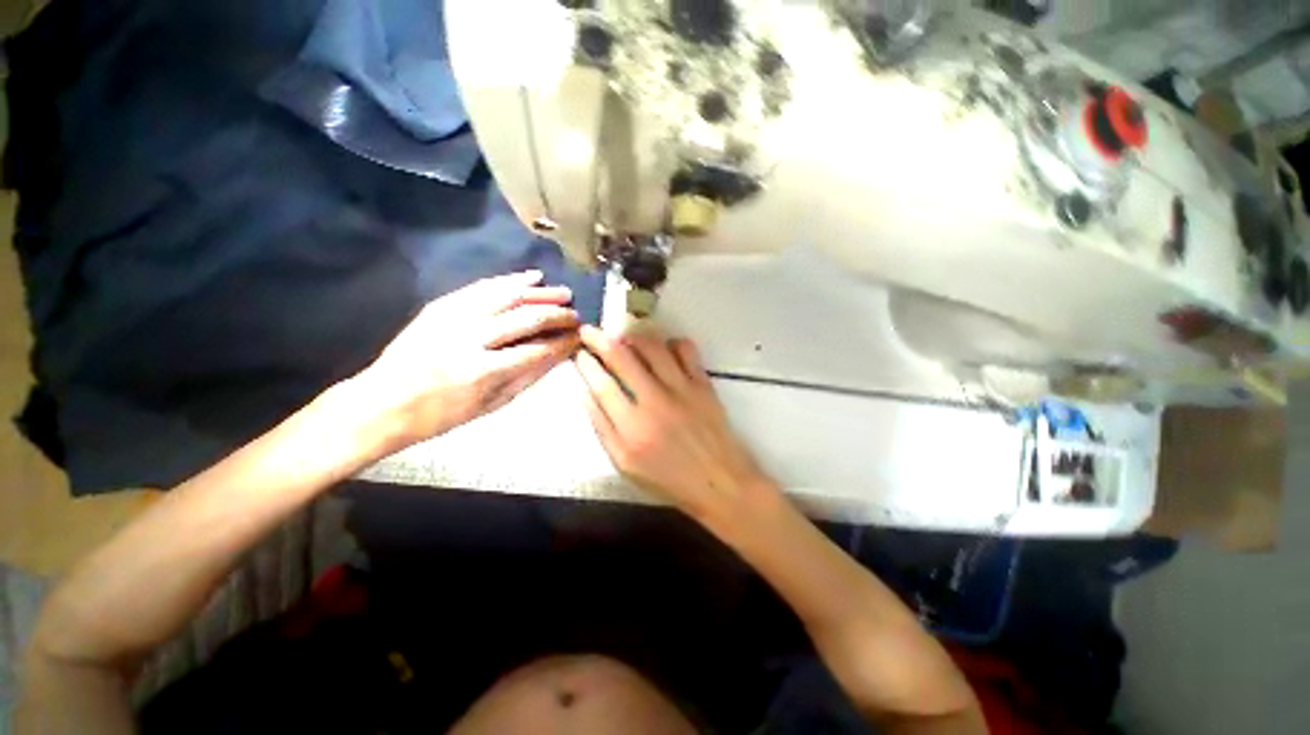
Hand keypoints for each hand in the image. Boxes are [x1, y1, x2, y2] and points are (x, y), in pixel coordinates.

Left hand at [360, 271, 580, 449]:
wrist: (383, 403)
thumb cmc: (442, 414)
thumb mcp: (491, 405)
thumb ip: (527, 377)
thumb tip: (558, 355)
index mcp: (484, 372)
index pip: (537, 350)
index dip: (563, 342)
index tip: (580, 336)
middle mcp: (470, 339)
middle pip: (525, 318)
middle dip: (557, 315)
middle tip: (575, 314)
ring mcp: (452, 318)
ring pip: (506, 296)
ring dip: (539, 293)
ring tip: (562, 292)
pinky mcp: (440, 306)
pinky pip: (481, 288)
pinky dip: (508, 281)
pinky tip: (530, 277)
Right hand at [574, 325, 773, 524]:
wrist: (718, 481)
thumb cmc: (668, 478)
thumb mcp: (625, 464)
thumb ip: (602, 428)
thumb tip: (584, 394)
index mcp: (631, 427)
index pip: (601, 384)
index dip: (586, 364)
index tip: (579, 353)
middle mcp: (654, 401)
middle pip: (622, 357)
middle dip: (600, 339)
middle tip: (590, 331)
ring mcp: (681, 389)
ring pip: (652, 347)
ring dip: (632, 336)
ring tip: (623, 336)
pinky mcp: (703, 384)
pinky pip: (686, 349)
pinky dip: (672, 342)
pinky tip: (664, 348)